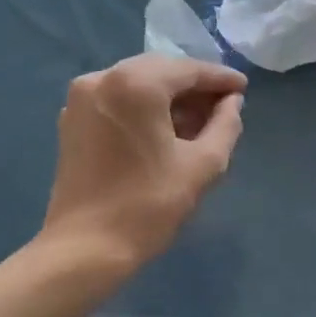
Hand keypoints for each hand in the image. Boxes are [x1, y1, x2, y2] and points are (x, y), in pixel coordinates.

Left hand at [41, 55, 245, 270]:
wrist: (87, 247)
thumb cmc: (150, 205)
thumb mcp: (203, 165)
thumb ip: (225, 125)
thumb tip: (232, 102)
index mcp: (135, 84)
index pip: (188, 70)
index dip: (220, 79)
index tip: (243, 88)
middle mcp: (102, 78)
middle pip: (159, 71)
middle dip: (193, 86)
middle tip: (224, 105)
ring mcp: (81, 99)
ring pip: (136, 85)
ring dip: (169, 98)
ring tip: (199, 122)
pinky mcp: (72, 122)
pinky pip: (117, 102)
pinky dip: (144, 109)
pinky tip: (165, 131)